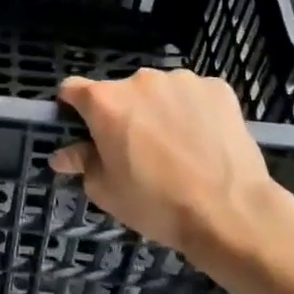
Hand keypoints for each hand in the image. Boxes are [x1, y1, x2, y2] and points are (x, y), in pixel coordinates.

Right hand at [49, 68, 275, 252]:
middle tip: (137, 150)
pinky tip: (204, 140)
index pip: (72, 89)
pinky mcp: (217, 87)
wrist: (231, 213)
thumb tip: (62, 155)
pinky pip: (194, 95)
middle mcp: (139, 80)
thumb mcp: (107, 191)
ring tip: (177, 146)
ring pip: (159, 92)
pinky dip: (193, 111)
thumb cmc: (157, 204)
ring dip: (158, 110)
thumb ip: (82, 163)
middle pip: (120, 92)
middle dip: (123, 114)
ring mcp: (181, 80)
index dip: (73, 108)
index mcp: (105, 101)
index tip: (83, 129)